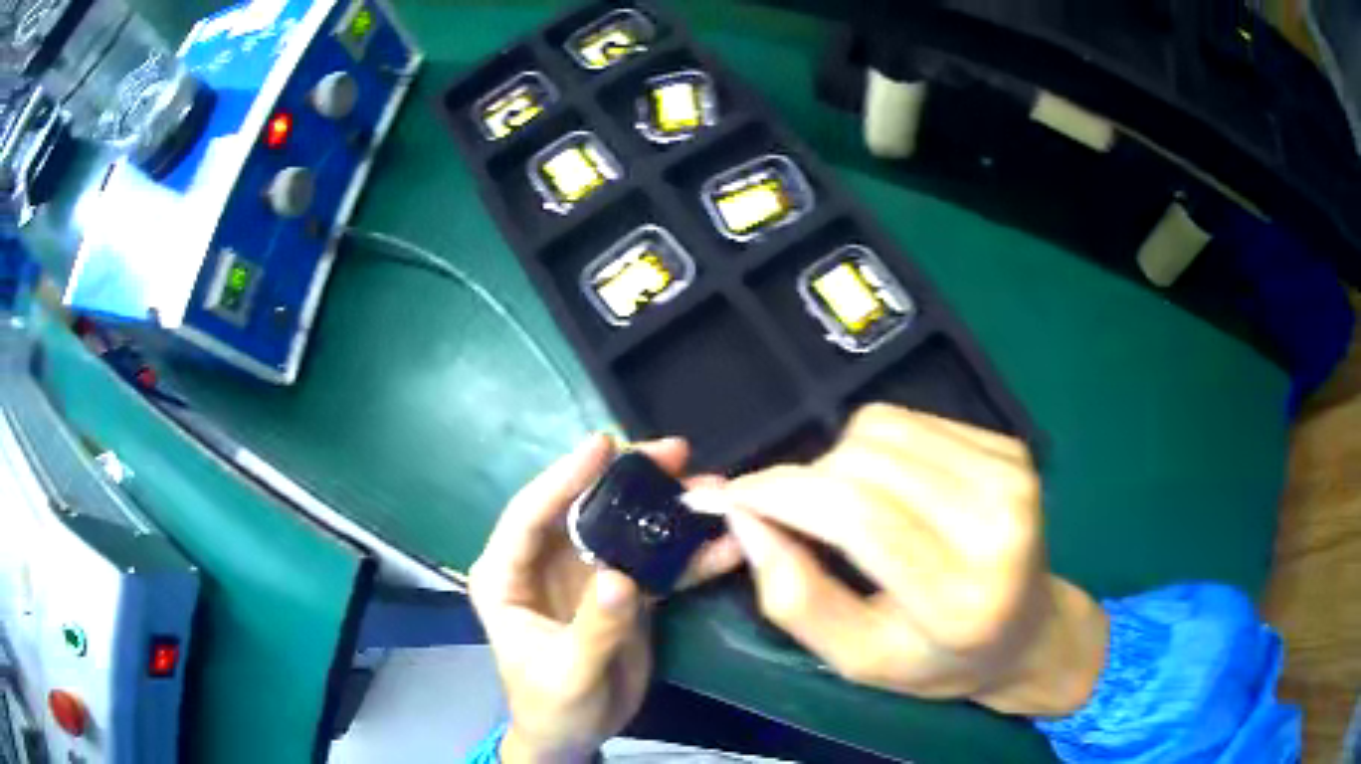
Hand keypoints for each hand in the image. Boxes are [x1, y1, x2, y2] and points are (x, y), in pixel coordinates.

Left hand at [469, 435, 740, 762]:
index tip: (603, 445)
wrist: (575, 736)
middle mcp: (544, 564)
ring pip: (623, 529)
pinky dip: (685, 554)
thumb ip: (594, 627)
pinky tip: (720, 545)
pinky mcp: (619, 592)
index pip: (528, 515)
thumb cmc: (552, 706)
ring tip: (708, 487)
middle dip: (627, 479)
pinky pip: (652, 564)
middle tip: (675, 453)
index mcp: (507, 576)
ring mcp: (585, 575)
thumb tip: (622, 577)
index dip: (563, 477)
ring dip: (664, 509)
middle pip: (583, 508)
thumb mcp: (568, 673)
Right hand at [711, 404, 1106, 715]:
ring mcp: (1011, 476)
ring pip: (881, 429)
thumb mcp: (859, 659)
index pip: (859, 516)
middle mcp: (997, 525)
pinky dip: (876, 447)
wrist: (1029, 630)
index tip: (733, 496)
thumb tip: (745, 518)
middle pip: (865, 464)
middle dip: (806, 481)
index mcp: (960, 599)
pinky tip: (889, 487)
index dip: (783, 493)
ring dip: (840, 461)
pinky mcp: (1011, 447)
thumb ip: (797, 599)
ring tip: (848, 507)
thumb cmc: (939, 659)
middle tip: (796, 518)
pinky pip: (910, 419)